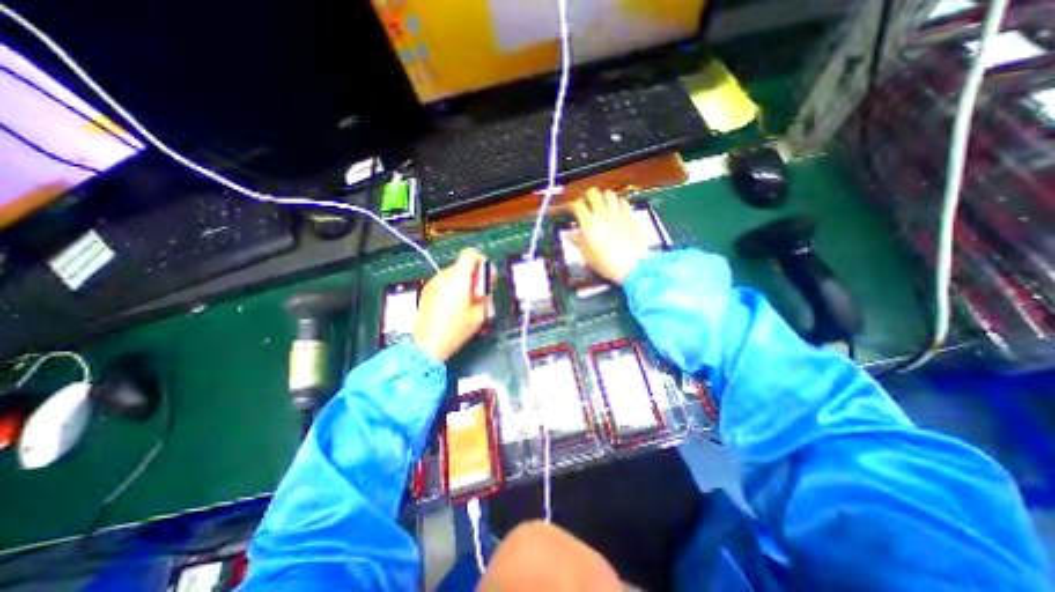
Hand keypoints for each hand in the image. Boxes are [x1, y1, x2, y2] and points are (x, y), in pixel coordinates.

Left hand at [415, 247, 491, 359]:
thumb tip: (486, 286)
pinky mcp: (427, 291)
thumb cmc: (455, 331)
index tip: (486, 273)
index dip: (481, 260)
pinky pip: (444, 282)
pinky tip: (454, 305)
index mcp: (458, 279)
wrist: (428, 345)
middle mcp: (444, 277)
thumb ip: (485, 295)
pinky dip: (452, 287)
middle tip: (480, 292)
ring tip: (467, 301)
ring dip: (463, 281)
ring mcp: (433, 283)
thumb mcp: (480, 314)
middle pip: (462, 265)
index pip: (470, 254)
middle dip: (474, 275)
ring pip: (453, 273)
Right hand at [570, 188, 652, 282]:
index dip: (572, 205)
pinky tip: (616, 210)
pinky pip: (623, 201)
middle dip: (587, 197)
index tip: (571, 210)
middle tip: (587, 205)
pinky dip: (618, 203)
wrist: (632, 265)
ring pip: (609, 194)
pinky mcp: (629, 216)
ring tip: (602, 206)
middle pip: (593, 193)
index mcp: (588, 223)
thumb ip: (578, 241)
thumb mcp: (587, 254)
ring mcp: (617, 213)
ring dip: (603, 198)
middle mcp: (602, 214)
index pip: (577, 205)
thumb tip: (569, 234)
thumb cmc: (605, 262)